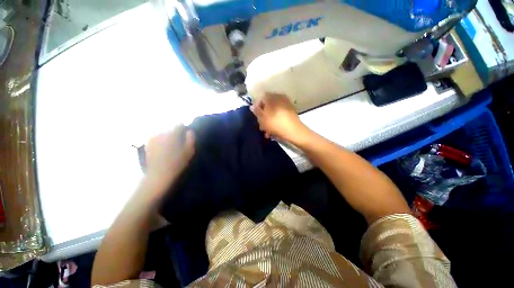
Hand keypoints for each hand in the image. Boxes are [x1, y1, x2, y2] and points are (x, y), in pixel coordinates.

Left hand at [145, 125, 194, 189]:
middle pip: (171, 129)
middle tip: (179, 144)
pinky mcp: (147, 144)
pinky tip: (163, 151)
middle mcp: (161, 133)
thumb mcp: (189, 151)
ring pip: (164, 134)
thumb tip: (189, 131)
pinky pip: (157, 139)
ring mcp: (152, 138)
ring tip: (171, 148)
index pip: (179, 124)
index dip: (183, 129)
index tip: (186, 136)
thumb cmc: (177, 163)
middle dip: (175, 134)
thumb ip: (190, 139)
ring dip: (168, 138)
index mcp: (172, 134)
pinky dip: (161, 142)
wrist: (159, 175)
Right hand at [251, 93, 308, 142]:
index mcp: (271, 97)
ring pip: (274, 112)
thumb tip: (253, 106)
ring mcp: (286, 104)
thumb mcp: (262, 118)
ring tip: (267, 132)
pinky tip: (274, 131)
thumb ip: (256, 111)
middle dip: (263, 117)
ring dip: (269, 121)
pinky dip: (276, 121)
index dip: (257, 108)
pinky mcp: (291, 111)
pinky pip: (280, 114)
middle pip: (267, 106)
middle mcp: (279, 97)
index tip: (256, 117)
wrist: (294, 131)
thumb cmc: (275, 124)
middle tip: (261, 127)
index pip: (261, 98)